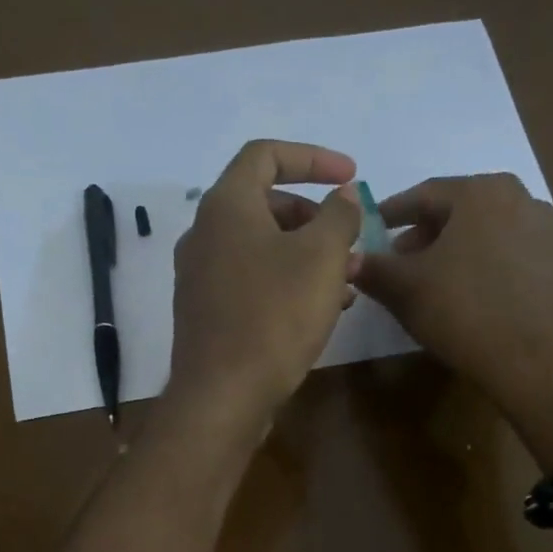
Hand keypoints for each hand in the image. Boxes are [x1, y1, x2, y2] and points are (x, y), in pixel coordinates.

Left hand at [166, 139, 361, 432]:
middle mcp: (205, 235)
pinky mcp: (208, 314)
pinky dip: (287, 284)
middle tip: (350, 241)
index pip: (266, 155)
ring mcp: (201, 278)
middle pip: (265, 206)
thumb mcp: (321, 258)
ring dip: (307, 256)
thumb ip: (339, 216)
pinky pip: (253, 283)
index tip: (350, 176)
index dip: (313, 158)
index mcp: (226, 206)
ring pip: (262, 250)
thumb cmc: (275, 317)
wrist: (223, 396)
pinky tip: (320, 311)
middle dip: (315, 217)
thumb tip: (344, 195)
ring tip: (348, 282)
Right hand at [354, 174, 552, 468]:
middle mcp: (518, 196)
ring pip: (484, 231)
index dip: (390, 214)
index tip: (370, 231)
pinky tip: (469, 294)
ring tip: (432, 282)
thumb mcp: (405, 290)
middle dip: (423, 234)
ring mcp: (544, 229)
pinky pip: (507, 254)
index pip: (422, 194)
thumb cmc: (463, 312)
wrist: (535, 360)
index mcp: (479, 191)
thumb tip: (351, 260)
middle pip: (457, 210)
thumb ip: (374, 268)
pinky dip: (481, 265)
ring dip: (453, 250)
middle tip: (398, 262)